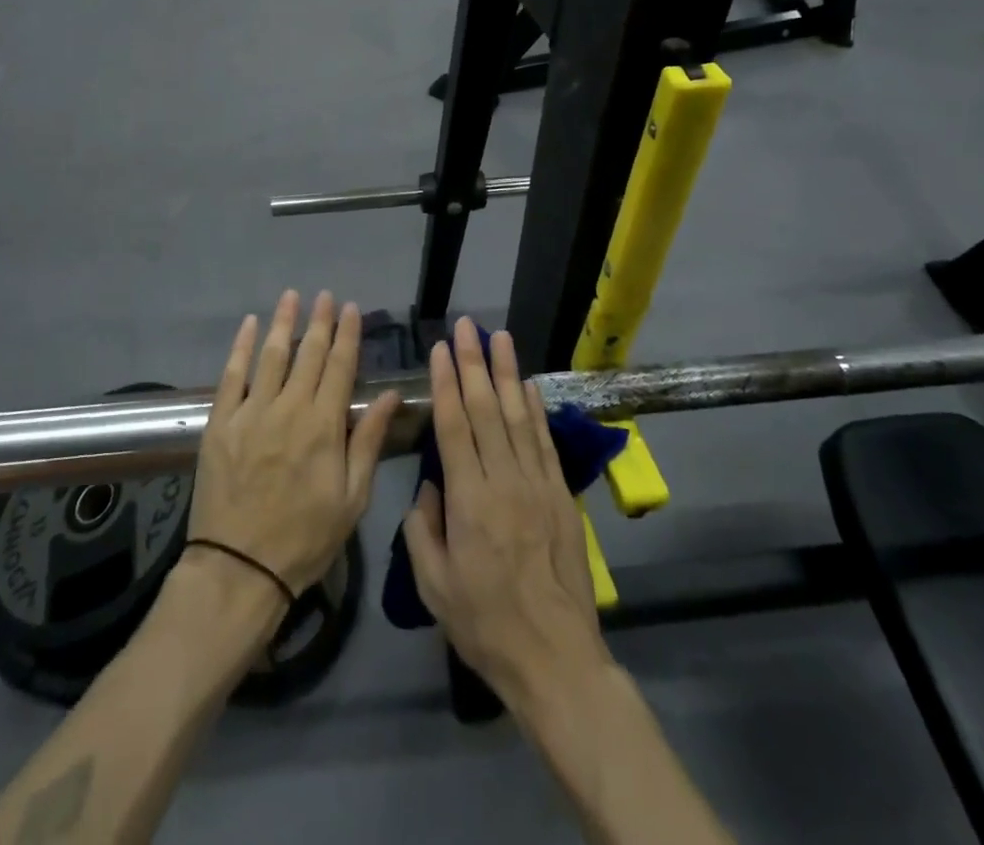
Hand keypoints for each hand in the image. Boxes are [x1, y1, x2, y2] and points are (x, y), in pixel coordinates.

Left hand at [189, 291, 401, 595]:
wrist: (239, 568)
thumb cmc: (305, 537)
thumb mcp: (352, 498)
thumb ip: (368, 441)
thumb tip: (391, 396)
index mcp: (324, 425)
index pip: (341, 366)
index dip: (348, 334)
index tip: (352, 308)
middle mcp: (289, 408)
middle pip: (308, 354)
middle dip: (320, 321)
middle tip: (325, 295)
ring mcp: (251, 413)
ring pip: (271, 355)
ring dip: (283, 322)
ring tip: (291, 296)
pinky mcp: (221, 423)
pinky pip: (231, 375)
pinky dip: (241, 347)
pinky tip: (249, 325)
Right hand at [402, 318, 609, 712]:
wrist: (555, 657)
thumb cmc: (484, 624)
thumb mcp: (433, 585)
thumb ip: (422, 528)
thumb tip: (428, 484)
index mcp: (469, 500)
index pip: (454, 426)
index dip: (446, 383)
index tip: (440, 350)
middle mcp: (504, 480)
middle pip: (486, 409)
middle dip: (474, 362)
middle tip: (467, 325)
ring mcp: (538, 484)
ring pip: (518, 416)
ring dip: (507, 373)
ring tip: (500, 337)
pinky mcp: (561, 495)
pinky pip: (545, 442)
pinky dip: (536, 409)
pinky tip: (528, 385)